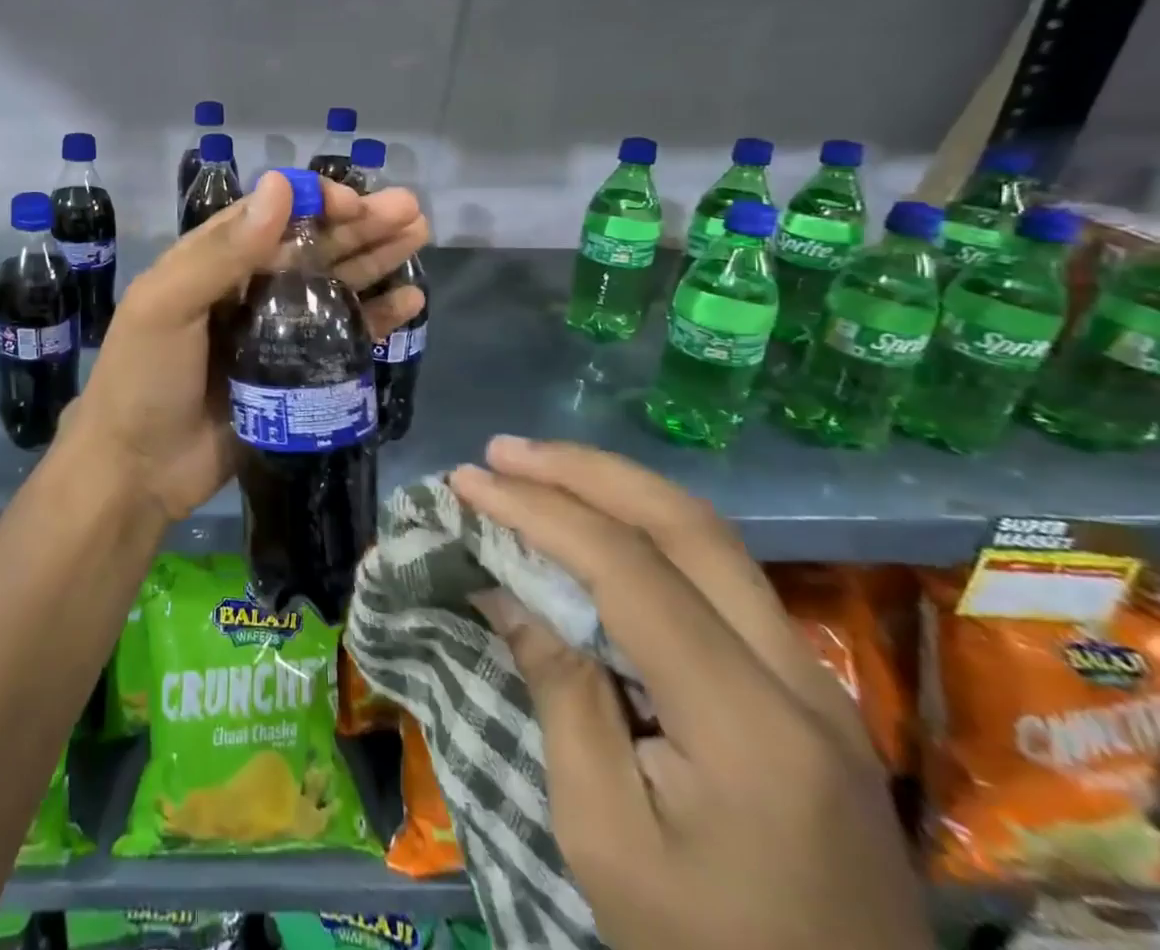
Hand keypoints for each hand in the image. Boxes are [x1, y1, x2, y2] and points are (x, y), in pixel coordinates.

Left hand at [63, 169, 427, 521]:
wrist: (138, 470)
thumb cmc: (144, 379)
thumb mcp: (168, 305)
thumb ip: (223, 250)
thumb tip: (280, 184)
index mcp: (212, 261)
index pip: (271, 215)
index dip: (314, 202)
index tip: (355, 202)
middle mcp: (247, 288)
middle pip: (311, 246)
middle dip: (359, 225)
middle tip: (410, 211)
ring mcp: (274, 332)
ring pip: (333, 284)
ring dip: (375, 259)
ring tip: (419, 236)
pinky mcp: (295, 373)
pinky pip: (343, 337)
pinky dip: (376, 318)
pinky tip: (410, 301)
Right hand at [450, 437, 929, 949]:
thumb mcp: (602, 832)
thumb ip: (559, 690)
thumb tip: (504, 586)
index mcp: (747, 726)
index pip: (631, 571)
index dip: (539, 512)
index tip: (468, 482)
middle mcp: (799, 680)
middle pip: (689, 527)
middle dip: (586, 473)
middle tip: (502, 452)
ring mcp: (815, 682)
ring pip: (712, 540)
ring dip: (617, 489)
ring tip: (537, 470)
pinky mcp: (807, 692)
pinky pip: (719, 577)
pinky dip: (645, 531)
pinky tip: (597, 526)